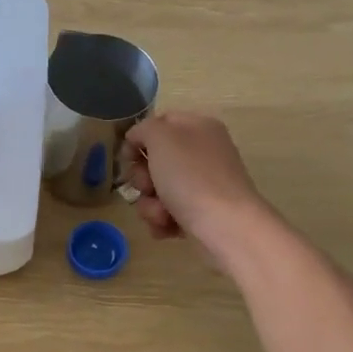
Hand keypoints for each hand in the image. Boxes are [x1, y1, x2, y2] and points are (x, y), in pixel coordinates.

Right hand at [121, 111, 269, 254]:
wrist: (226, 226)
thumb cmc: (191, 177)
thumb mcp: (161, 138)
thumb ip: (144, 129)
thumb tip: (138, 140)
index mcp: (198, 127)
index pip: (160, 123)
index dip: (138, 139)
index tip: (126, 158)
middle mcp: (203, 153)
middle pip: (156, 160)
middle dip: (143, 178)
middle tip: (148, 187)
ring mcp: (203, 185)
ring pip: (159, 190)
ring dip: (150, 204)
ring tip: (161, 214)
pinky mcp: (202, 213)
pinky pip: (169, 212)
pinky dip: (163, 221)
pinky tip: (168, 227)